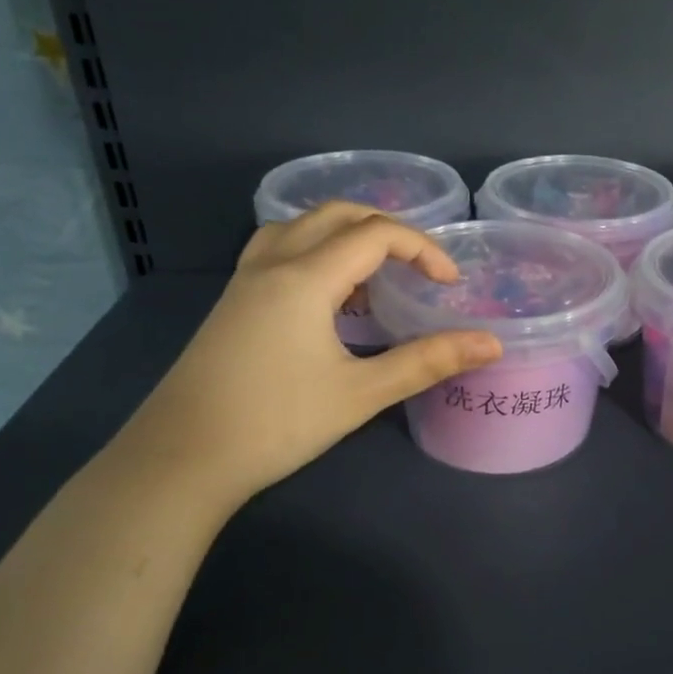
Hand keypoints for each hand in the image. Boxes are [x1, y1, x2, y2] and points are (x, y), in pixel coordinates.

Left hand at [115, 203, 501, 509]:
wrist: (181, 458)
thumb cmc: (277, 423)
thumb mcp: (361, 393)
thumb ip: (427, 362)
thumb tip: (491, 344)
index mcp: (305, 277)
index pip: (376, 234)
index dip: (423, 249)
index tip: (450, 284)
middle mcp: (272, 264)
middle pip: (336, 215)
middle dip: (386, 230)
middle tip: (418, 268)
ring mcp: (244, 281)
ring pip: (300, 227)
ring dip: (345, 236)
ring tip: (374, 278)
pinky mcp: (232, 303)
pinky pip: (278, 251)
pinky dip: (315, 254)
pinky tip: (327, 300)